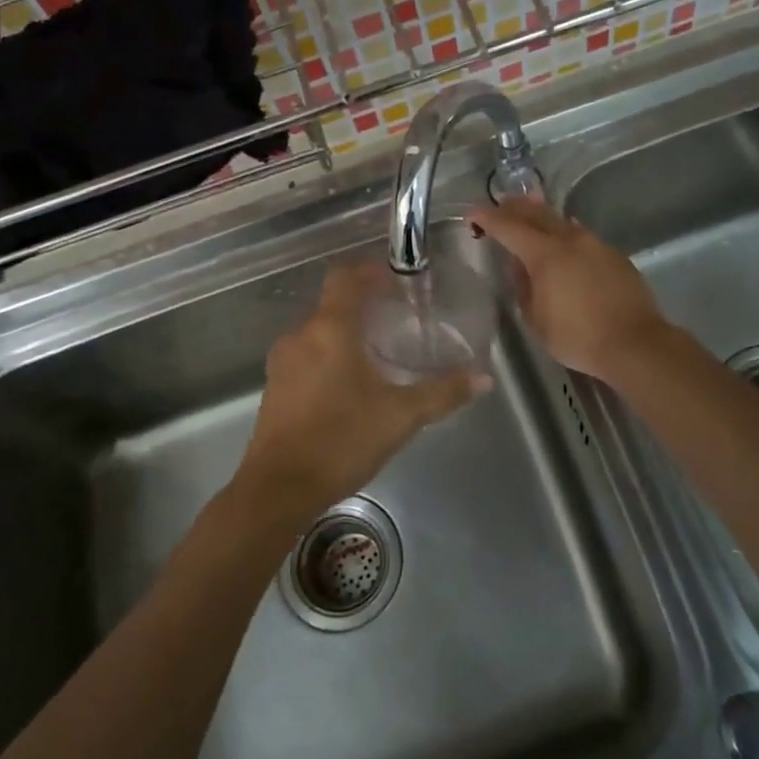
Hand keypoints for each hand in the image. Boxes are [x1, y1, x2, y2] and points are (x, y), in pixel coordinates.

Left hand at [235, 263, 482, 523]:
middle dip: (363, 306)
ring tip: (377, 353)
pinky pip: (306, 356)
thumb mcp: (401, 416)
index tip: (396, 279)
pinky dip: (328, 357)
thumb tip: (483, 378)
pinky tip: (349, 385)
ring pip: (318, 332)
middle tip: (397, 319)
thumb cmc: (342, 439)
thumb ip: (443, 392)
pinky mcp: (275, 387)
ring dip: (345, 334)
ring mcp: (283, 362)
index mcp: (330, 329)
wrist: (279, 487)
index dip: (370, 271)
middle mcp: (301, 335)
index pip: (345, 277)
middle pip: (332, 304)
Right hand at [468, 197, 668, 382]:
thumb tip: (520, 268)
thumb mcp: (536, 319)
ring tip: (530, 210)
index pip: (509, 228)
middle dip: (515, 207)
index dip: (488, 218)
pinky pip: (582, 236)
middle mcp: (570, 240)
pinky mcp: (614, 256)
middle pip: (537, 214)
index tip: (473, 214)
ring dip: (542, 215)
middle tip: (500, 202)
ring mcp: (596, 245)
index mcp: (545, 255)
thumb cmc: (578, 337)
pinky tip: (564, 236)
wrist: (635, 344)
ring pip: (562, 222)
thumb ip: (523, 288)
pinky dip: (565, 231)